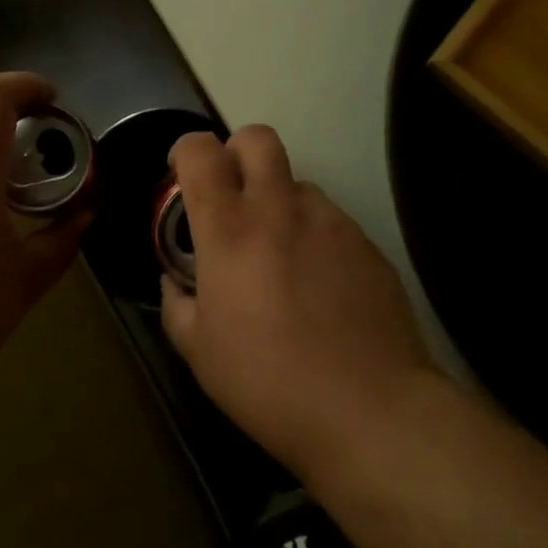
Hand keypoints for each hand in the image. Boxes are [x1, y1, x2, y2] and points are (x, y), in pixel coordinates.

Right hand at [160, 126, 439, 480]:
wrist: (370, 409)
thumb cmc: (269, 383)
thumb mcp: (200, 354)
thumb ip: (177, 305)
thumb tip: (176, 281)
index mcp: (230, 230)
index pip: (201, 152)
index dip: (185, 151)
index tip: (182, 175)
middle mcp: (279, 209)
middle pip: (257, 138)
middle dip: (236, 152)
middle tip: (231, 195)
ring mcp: (330, 221)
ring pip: (298, 183)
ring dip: (279, 202)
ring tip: (281, 256)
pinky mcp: (366, 241)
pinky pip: (331, 220)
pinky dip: (314, 236)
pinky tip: (321, 286)